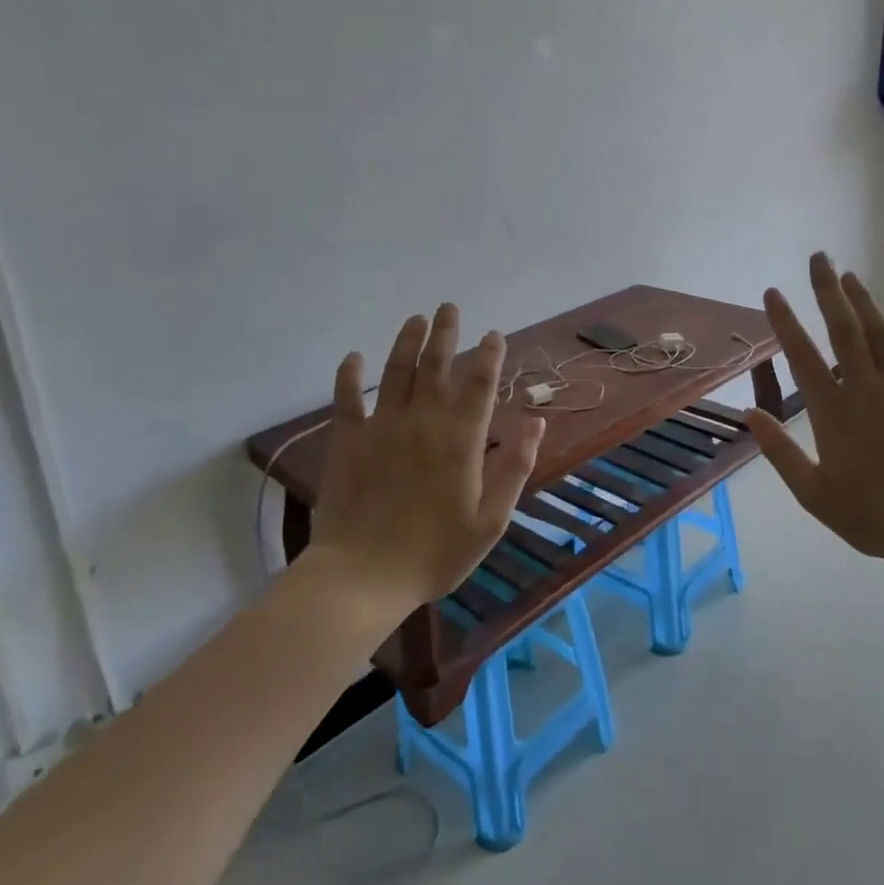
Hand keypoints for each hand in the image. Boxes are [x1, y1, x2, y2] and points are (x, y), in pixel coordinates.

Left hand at [307, 304, 543, 608]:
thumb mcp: (491, 520)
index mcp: (461, 439)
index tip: (494, 334)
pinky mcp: (348, 441)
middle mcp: (424, 421)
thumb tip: (536, 421)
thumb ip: (516, 466)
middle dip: (446, 333)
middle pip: (437, 365)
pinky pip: (347, 399)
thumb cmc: (435, 553)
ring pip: (396, 371)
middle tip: (448, 307)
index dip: (489, 355)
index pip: (479, 384)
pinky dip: (349, 375)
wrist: (363, 577)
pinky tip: (353, 357)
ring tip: (415, 319)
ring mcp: (383, 428)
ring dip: (406, 342)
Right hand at [746, 253, 883, 571]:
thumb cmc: (873, 515)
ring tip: (848, 273)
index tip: (773, 292)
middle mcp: (864, 388)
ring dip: (862, 299)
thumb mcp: (813, 494)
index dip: (785, 321)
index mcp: (832, 411)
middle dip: (827, 290)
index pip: (802, 355)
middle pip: (842, 328)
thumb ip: (779, 452)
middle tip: (818, 257)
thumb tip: (748, 414)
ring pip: (877, 331)